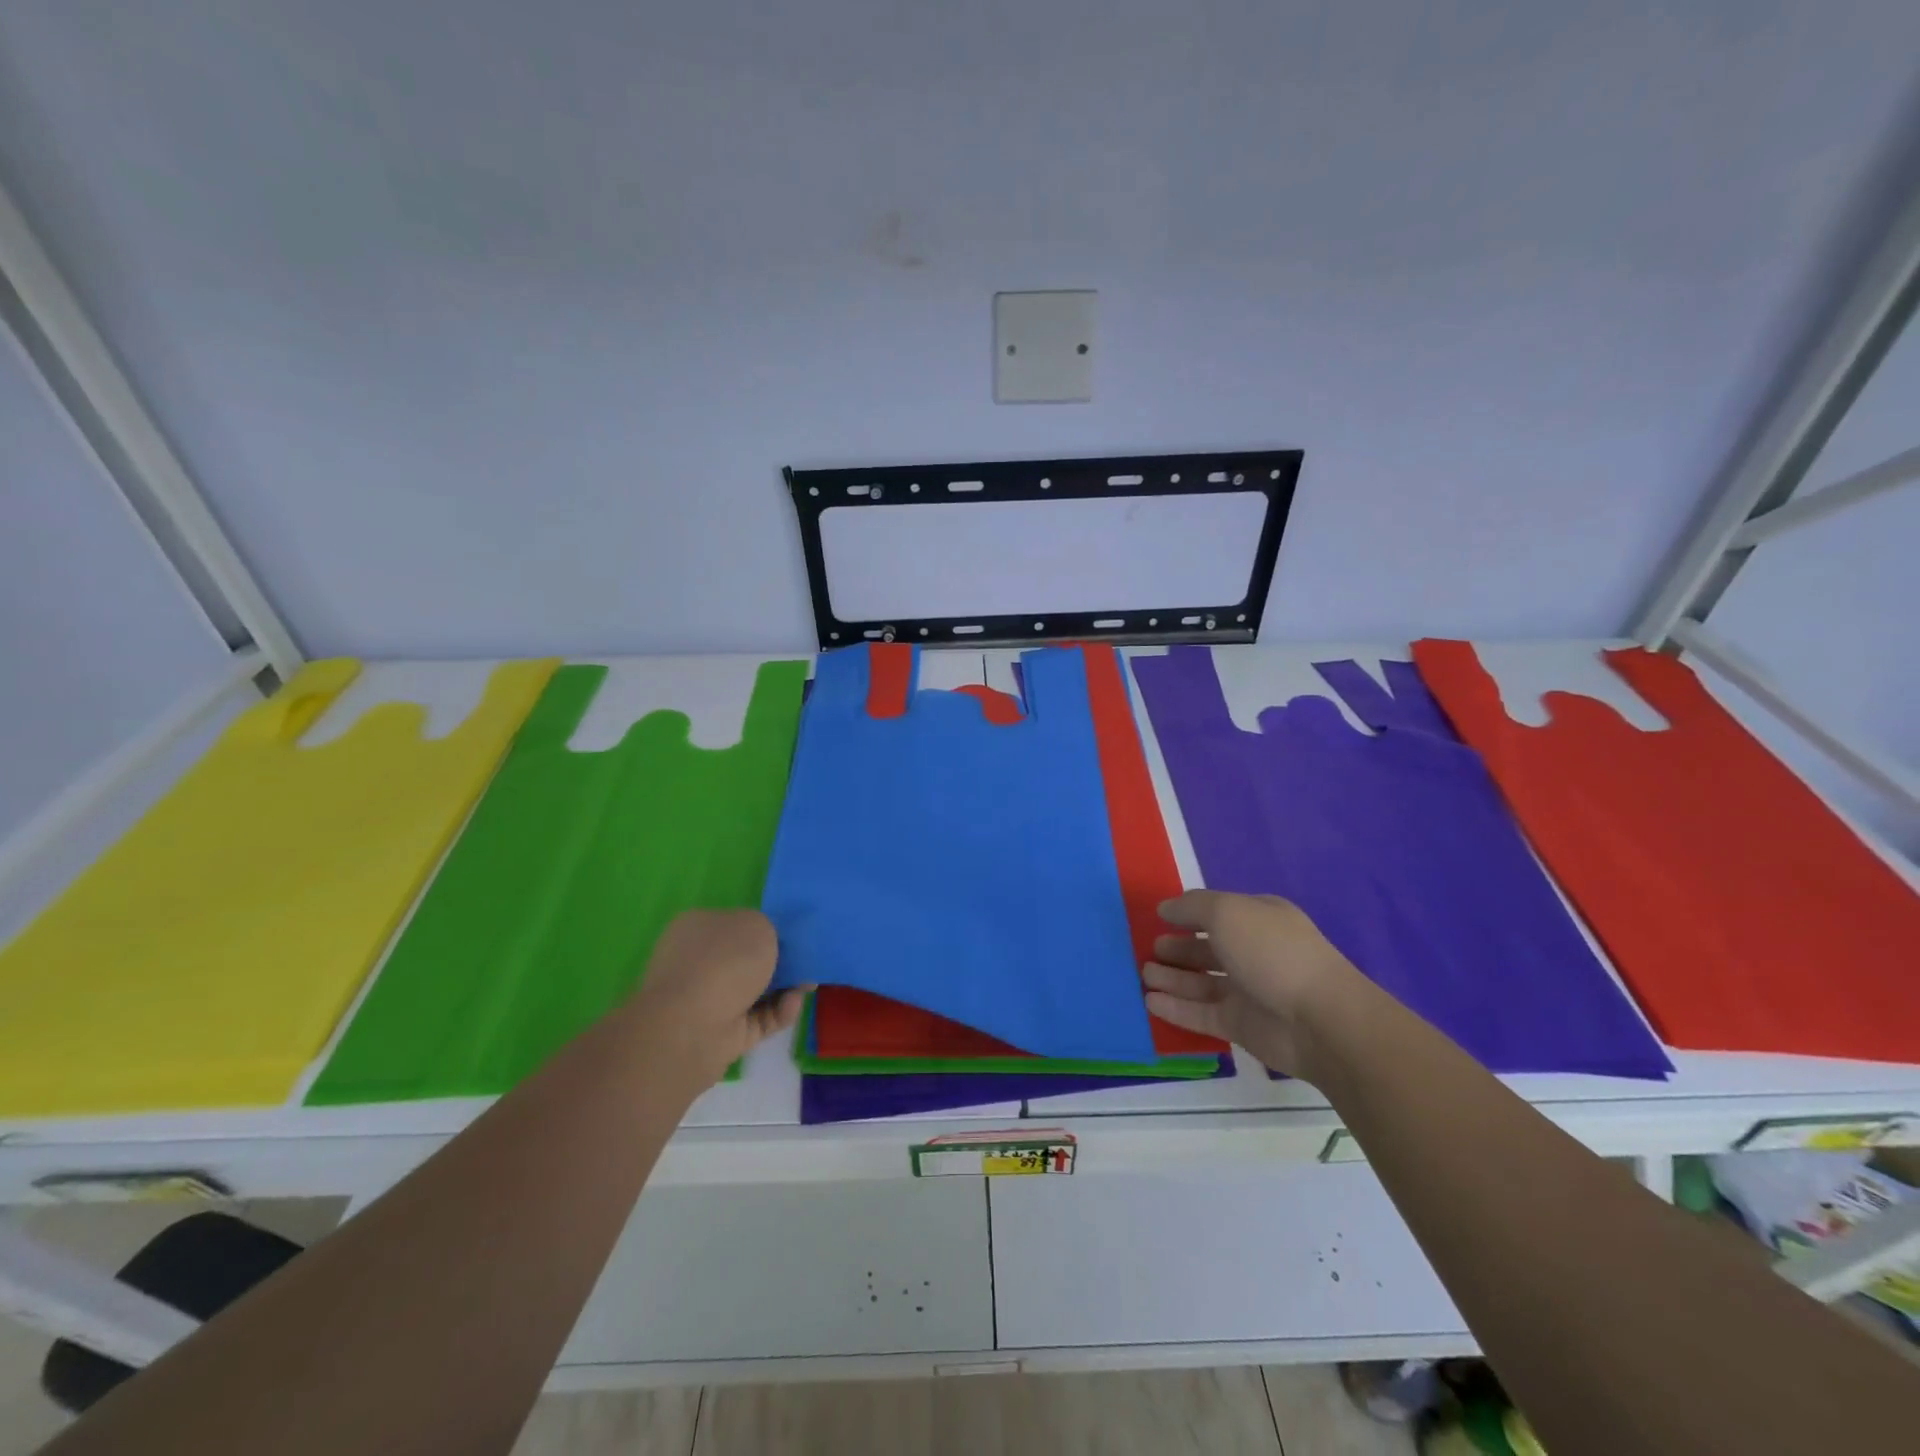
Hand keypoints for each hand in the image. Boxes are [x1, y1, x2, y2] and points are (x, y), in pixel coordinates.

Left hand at [625, 909, 807, 1084]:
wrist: (690, 1028)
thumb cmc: (724, 961)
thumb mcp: (758, 925)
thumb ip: (769, 929)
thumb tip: (766, 946)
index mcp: (697, 927)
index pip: (735, 924)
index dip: (765, 929)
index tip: (793, 937)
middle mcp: (697, 961)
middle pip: (746, 959)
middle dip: (779, 962)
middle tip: (807, 963)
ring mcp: (706, 1000)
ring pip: (755, 990)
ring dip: (784, 988)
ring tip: (809, 986)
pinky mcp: (720, 1034)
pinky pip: (757, 1018)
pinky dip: (778, 1012)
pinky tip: (793, 1004)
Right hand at [1143, 890, 1360, 1076]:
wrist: (1320, 1020)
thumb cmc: (1272, 952)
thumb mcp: (1227, 912)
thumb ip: (1191, 907)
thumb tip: (1166, 908)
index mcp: (1258, 919)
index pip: (1217, 911)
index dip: (1188, 913)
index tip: (1158, 917)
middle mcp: (1254, 952)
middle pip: (1207, 948)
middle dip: (1177, 948)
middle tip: (1147, 949)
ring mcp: (1248, 991)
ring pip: (1201, 982)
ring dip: (1172, 978)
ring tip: (1142, 974)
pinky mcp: (1241, 1026)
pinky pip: (1201, 1014)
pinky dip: (1175, 1008)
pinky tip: (1149, 1001)